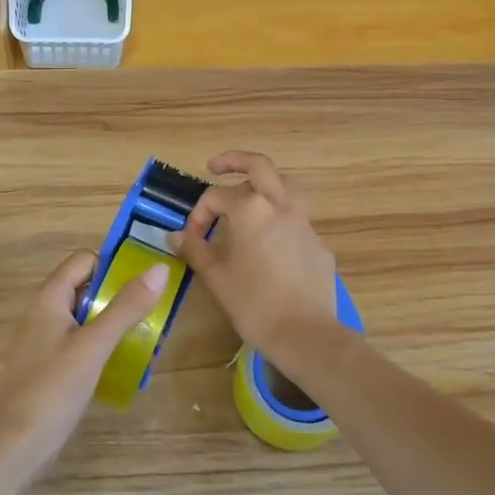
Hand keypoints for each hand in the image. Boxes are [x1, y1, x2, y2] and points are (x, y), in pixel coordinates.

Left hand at [0, 249, 167, 466]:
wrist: (16, 447)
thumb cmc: (54, 388)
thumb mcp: (95, 344)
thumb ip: (127, 306)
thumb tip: (159, 268)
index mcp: (49, 297)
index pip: (85, 260)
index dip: (114, 267)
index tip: (145, 286)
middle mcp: (43, 312)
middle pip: (87, 287)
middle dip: (120, 297)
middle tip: (153, 314)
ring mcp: (44, 340)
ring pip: (86, 316)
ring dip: (114, 323)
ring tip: (146, 340)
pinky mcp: (49, 365)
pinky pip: (80, 341)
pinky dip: (102, 345)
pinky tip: (122, 365)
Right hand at [174, 151, 339, 358]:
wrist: (306, 334)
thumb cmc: (254, 305)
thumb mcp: (216, 277)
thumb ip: (195, 249)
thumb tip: (176, 235)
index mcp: (251, 209)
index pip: (216, 196)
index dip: (199, 214)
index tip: (191, 238)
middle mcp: (280, 205)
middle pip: (260, 166)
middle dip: (235, 161)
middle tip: (216, 167)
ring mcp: (304, 222)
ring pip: (285, 186)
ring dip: (265, 184)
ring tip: (249, 196)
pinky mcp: (319, 243)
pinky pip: (297, 218)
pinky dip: (279, 218)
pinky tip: (270, 242)